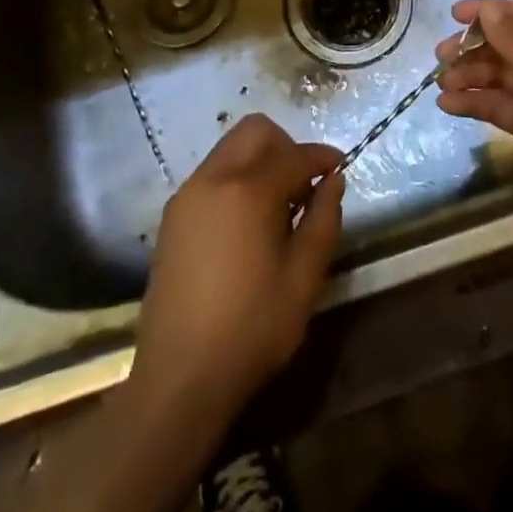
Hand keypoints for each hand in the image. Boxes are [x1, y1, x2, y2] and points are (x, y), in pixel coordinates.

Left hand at [130, 115, 344, 423]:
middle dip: (287, 146)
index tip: (339, 167)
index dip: (323, 157)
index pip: (295, 154)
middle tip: (304, 185)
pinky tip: (246, 222)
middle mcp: (214, 178)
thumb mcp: (304, 278)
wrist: (178, 380)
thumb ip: (324, 220)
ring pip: (231, 148)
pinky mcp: (173, 215)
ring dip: (260, 160)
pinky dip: (236, 178)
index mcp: (249, 189)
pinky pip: (212, 174)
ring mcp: (188, 194)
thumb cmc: (251, 329)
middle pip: (256, 130)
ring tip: (277, 206)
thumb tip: (333, 180)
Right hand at [436, 0, 512, 248]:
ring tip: (441, 83)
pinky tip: (448, 104)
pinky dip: (476, 102)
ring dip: (471, 76)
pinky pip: (500, 104)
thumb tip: (488, 7)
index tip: (453, 14)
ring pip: (502, 75)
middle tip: (440, 54)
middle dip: (474, 47)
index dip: (489, 10)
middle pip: (510, 44)